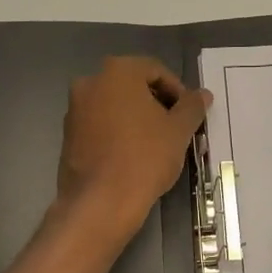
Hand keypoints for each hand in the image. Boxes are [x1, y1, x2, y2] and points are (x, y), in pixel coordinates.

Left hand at [56, 57, 209, 242]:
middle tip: (176, 128)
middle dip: (157, 104)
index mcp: (117, 72)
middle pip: (133, 86)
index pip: (156, 71)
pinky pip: (100, 125)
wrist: (101, 202)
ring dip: (138, 119)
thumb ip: (192, 106)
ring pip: (115, 106)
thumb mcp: (179, 130)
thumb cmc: (145, 157)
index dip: (178, 92)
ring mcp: (75, 109)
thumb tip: (203, 94)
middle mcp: (90, 82)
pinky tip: (134, 156)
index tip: (189, 115)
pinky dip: (119, 133)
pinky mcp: (68, 136)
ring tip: (157, 144)